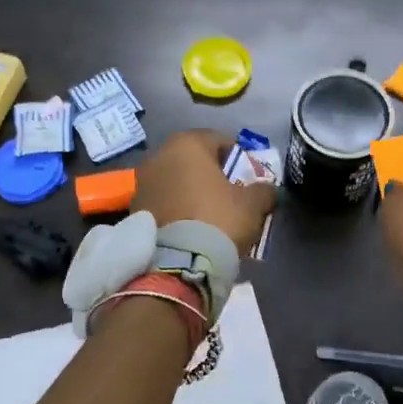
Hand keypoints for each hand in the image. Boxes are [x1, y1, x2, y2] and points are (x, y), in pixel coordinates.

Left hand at [132, 130, 278, 255]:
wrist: (179, 263)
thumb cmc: (218, 219)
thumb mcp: (253, 204)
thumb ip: (264, 190)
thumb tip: (268, 189)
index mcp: (187, 144)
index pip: (219, 140)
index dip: (237, 157)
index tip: (248, 176)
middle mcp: (159, 155)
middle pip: (193, 159)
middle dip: (210, 173)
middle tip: (229, 195)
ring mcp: (142, 182)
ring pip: (175, 180)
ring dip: (190, 190)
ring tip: (208, 213)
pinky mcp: (134, 208)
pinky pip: (162, 200)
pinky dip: (175, 207)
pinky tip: (189, 226)